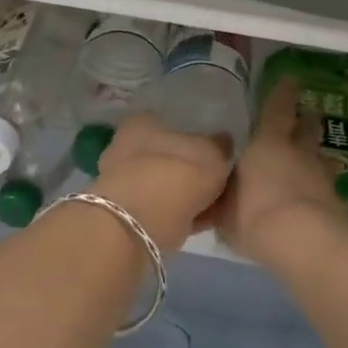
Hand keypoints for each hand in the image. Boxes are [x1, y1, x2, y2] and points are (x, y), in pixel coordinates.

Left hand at [91, 113, 231, 253]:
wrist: (141, 224)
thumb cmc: (176, 174)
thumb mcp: (212, 154)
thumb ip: (220, 147)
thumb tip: (223, 142)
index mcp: (141, 123)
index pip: (171, 125)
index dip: (196, 140)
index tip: (217, 156)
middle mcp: (126, 148)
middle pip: (167, 157)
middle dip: (191, 171)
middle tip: (219, 183)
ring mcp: (123, 184)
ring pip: (165, 185)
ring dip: (188, 195)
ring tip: (218, 205)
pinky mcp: (126, 216)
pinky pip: (164, 210)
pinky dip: (183, 215)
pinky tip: (207, 221)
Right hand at [211, 80, 347, 266]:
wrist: (302, 242)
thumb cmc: (254, 215)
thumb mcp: (224, 212)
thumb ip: (219, 202)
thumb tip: (210, 199)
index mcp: (268, 144)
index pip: (277, 109)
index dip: (283, 94)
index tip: (291, 80)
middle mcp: (299, 154)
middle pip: (307, 130)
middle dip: (306, 123)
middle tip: (305, 119)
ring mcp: (322, 178)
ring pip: (321, 159)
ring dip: (315, 159)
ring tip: (309, 164)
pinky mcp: (337, 204)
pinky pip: (326, 190)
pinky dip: (320, 192)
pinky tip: (313, 202)